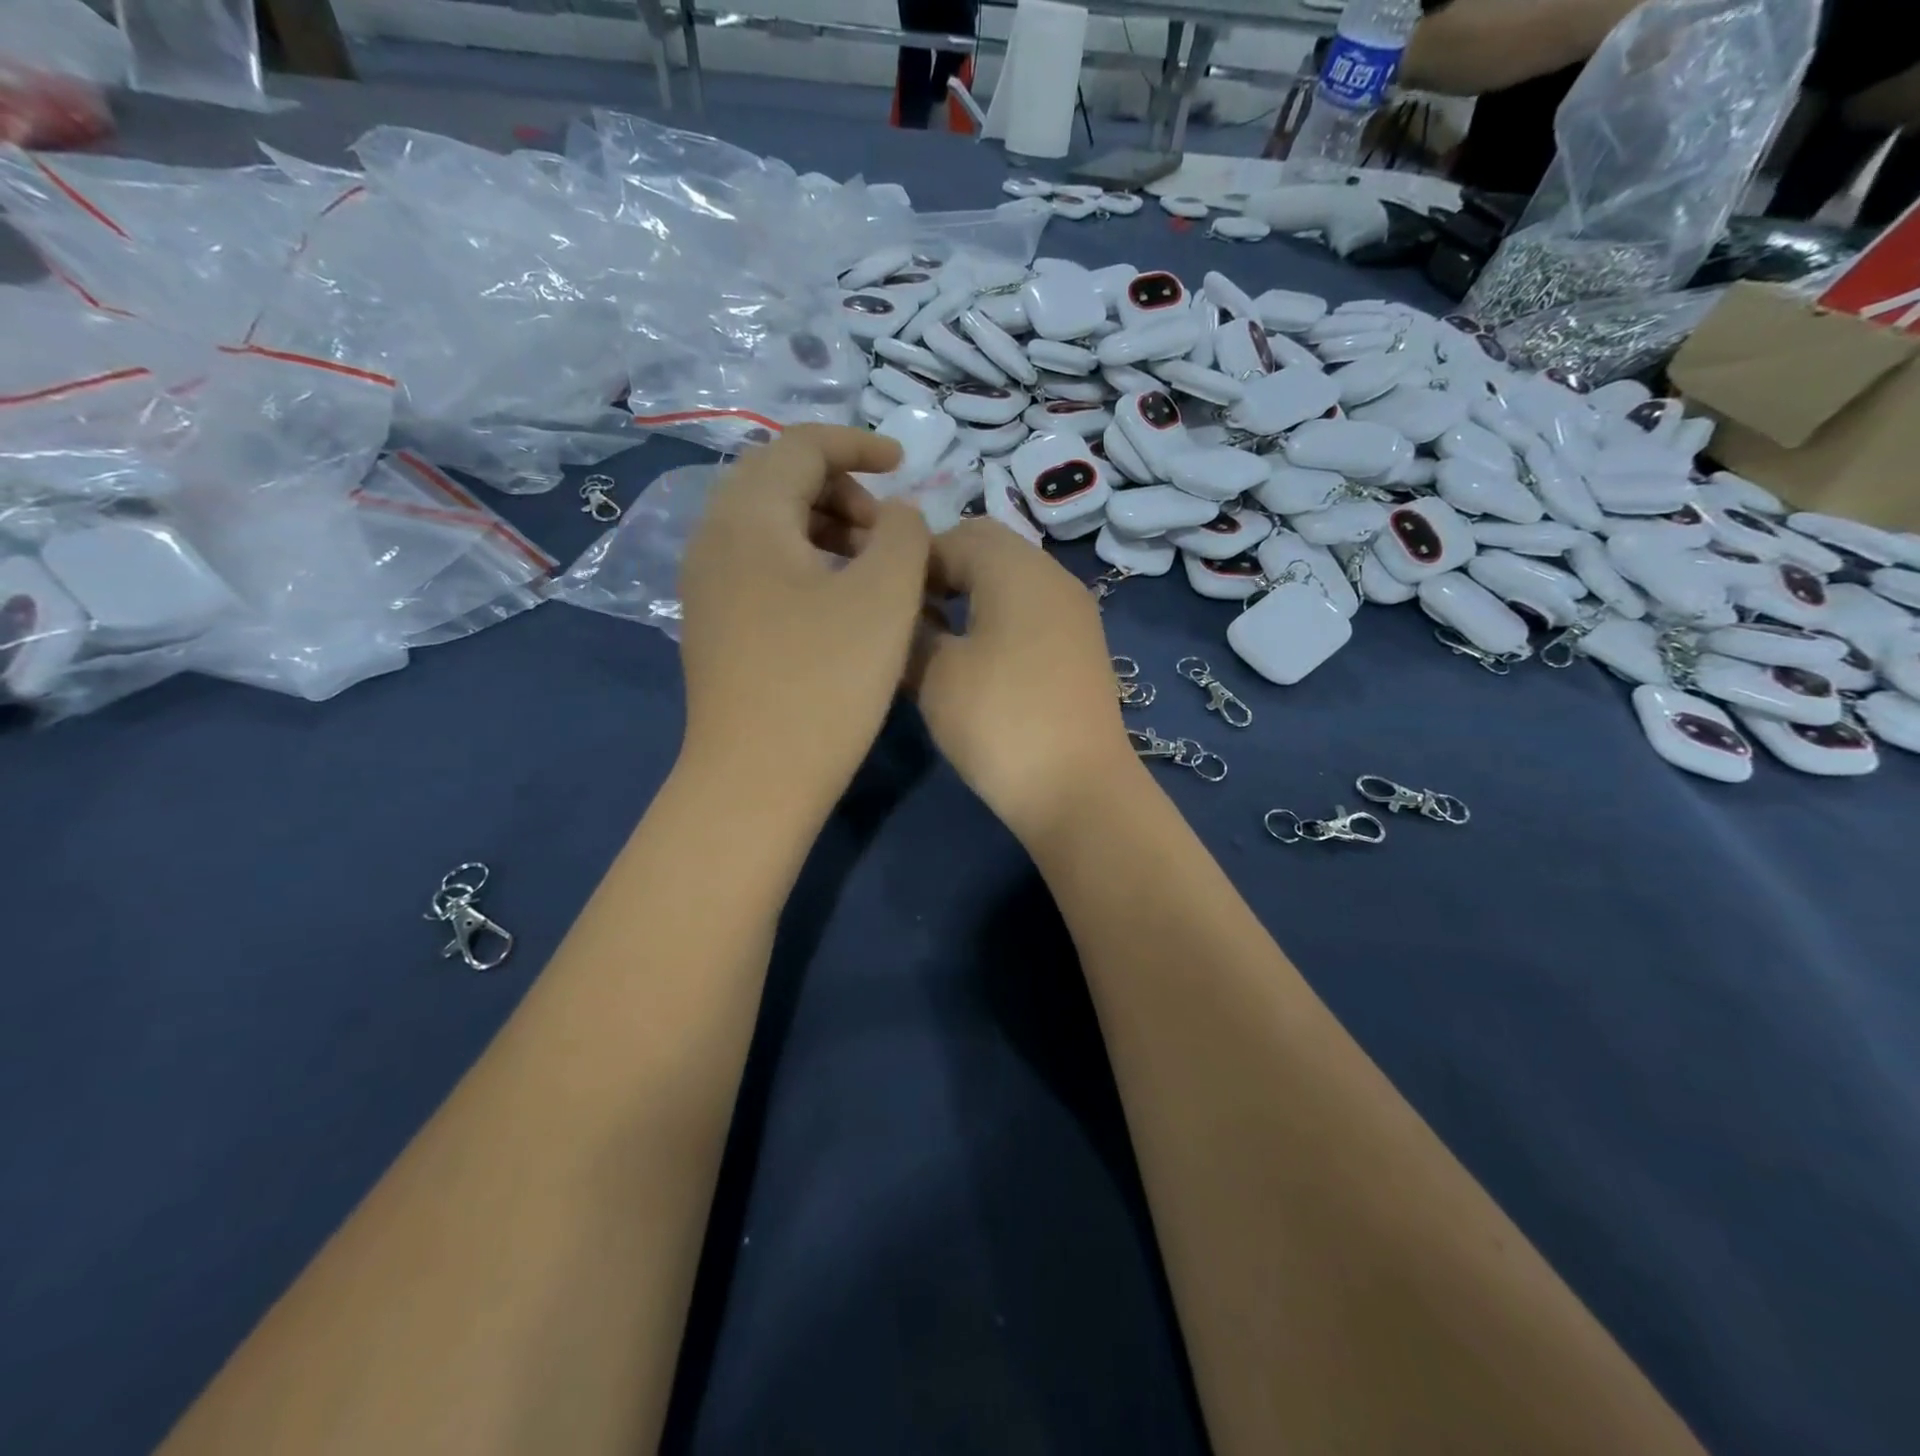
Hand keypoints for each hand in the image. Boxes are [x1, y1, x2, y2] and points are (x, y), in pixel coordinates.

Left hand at [676, 425, 928, 818]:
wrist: (755, 778)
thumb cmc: (825, 681)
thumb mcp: (884, 596)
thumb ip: (904, 533)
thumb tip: (897, 515)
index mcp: (748, 517)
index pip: (801, 445)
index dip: (858, 444)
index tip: (906, 464)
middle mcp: (714, 538)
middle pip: (779, 480)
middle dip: (843, 488)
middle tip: (890, 529)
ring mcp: (707, 585)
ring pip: (771, 526)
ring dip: (826, 527)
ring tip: (873, 567)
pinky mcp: (715, 624)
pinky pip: (762, 565)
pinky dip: (806, 562)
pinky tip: (839, 602)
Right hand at [908, 520, 1142, 844]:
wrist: (1078, 789)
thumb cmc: (999, 721)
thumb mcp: (935, 674)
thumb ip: (912, 631)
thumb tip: (903, 617)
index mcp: (1016, 567)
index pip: (951, 536)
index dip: (909, 560)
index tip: (880, 595)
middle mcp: (1052, 575)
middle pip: (987, 547)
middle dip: (941, 569)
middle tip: (906, 611)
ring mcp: (1073, 611)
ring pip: (1010, 578)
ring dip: (969, 592)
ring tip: (934, 634)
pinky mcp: (1081, 645)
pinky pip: (1030, 609)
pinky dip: (997, 615)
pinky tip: (973, 655)